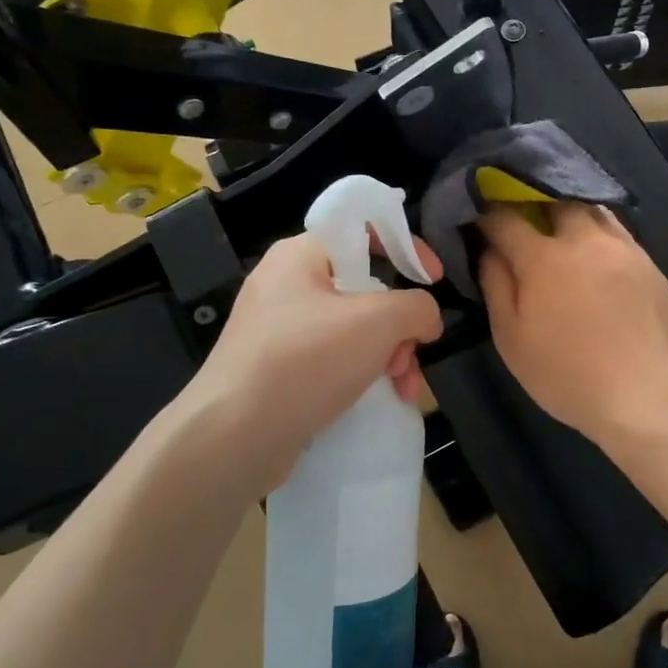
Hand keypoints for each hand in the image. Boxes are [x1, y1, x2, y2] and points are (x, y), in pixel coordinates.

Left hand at [181, 232, 443, 492]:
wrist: (233, 438)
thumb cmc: (306, 361)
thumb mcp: (377, 322)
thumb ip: (416, 307)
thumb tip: (426, 318)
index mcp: (300, 255)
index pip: (362, 230)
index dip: (405, 247)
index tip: (434, 279)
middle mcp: (286, 286)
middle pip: (364, 288)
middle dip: (399, 323)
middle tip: (410, 353)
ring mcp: (280, 331)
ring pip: (353, 330)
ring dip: (389, 355)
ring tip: (403, 387)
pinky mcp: (278, 371)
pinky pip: (333, 360)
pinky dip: (362, 374)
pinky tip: (383, 399)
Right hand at [478, 204, 667, 444]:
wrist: (647, 392)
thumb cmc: (567, 373)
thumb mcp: (512, 339)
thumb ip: (496, 286)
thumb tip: (489, 250)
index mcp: (543, 256)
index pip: (505, 219)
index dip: (487, 214)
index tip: (479, 218)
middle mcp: (584, 239)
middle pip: (554, 201)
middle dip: (534, 203)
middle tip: (524, 220)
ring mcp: (622, 248)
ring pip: (592, 210)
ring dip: (570, 213)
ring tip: (562, 230)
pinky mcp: (650, 263)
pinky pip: (618, 232)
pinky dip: (599, 232)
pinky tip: (597, 254)